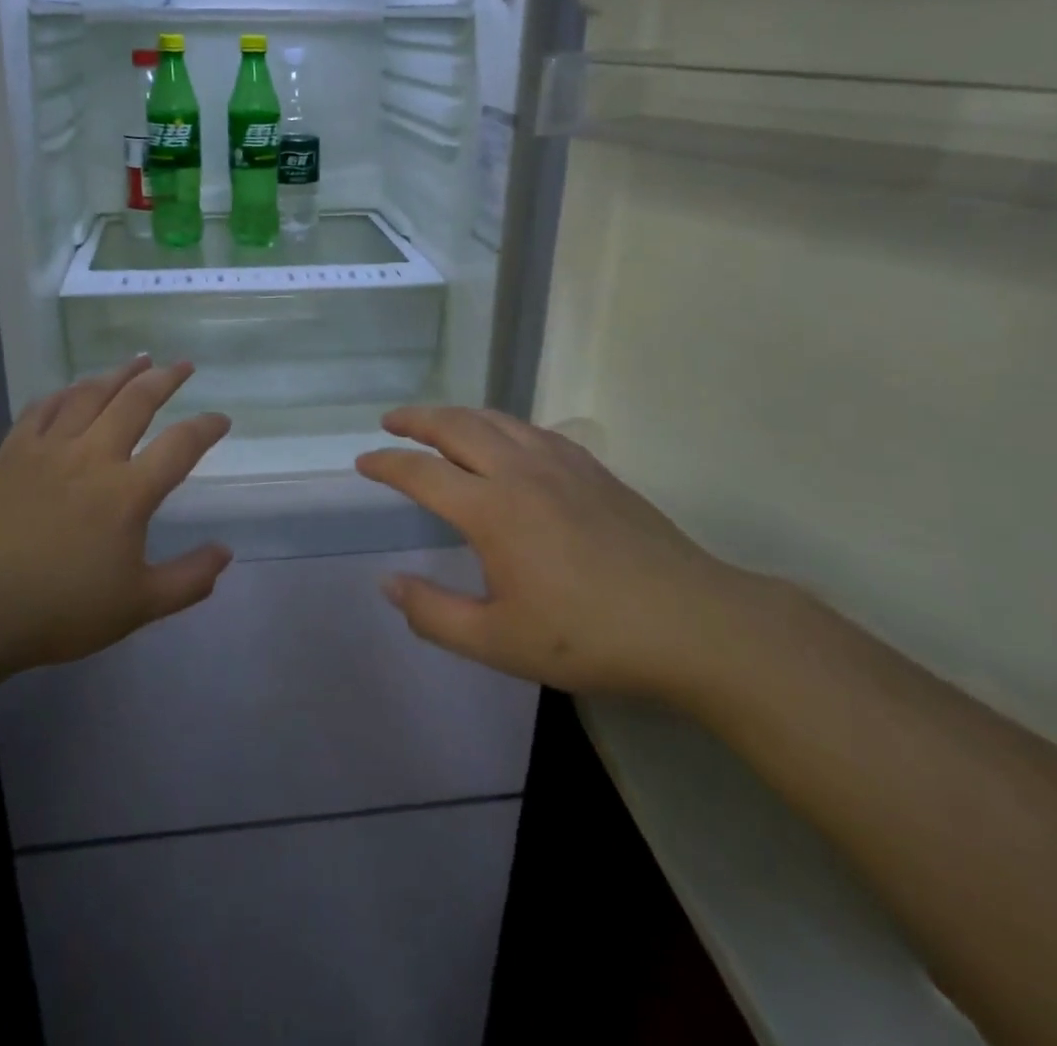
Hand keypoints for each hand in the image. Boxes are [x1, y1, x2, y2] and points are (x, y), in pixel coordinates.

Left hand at [0, 358, 231, 684]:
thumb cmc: (61, 609)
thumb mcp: (138, 606)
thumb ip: (188, 579)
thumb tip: (226, 553)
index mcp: (129, 492)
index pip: (180, 445)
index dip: (206, 427)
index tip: (221, 419)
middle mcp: (93, 456)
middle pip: (136, 402)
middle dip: (165, 379)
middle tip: (183, 365)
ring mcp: (50, 448)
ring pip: (91, 394)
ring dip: (119, 374)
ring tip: (139, 360)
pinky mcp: (14, 451)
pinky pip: (44, 407)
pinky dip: (66, 392)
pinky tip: (75, 387)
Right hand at [355, 407, 747, 698]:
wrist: (692, 622)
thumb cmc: (589, 637)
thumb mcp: (498, 642)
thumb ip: (433, 614)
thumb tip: (388, 584)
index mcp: (491, 509)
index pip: (422, 473)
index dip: (387, 463)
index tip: (363, 462)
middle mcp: (519, 471)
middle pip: (455, 427)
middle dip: (416, 419)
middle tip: (391, 421)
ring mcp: (560, 463)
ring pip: (496, 420)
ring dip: (457, 414)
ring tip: (437, 421)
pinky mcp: (592, 469)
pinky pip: (532, 429)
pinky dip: (502, 424)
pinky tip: (505, 438)